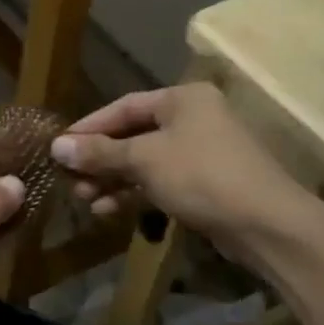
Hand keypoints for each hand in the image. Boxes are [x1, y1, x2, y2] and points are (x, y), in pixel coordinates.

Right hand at [51, 84, 315, 258]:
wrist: (267, 225)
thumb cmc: (201, 176)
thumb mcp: (144, 160)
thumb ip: (100, 152)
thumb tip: (56, 146)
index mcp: (182, 99)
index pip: (123, 107)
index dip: (88, 127)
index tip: (59, 147)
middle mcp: (193, 119)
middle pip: (133, 135)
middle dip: (99, 159)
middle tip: (69, 179)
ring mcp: (201, 152)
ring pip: (144, 162)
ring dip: (113, 180)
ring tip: (84, 200)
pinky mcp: (205, 184)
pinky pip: (160, 182)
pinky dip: (134, 193)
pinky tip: (107, 211)